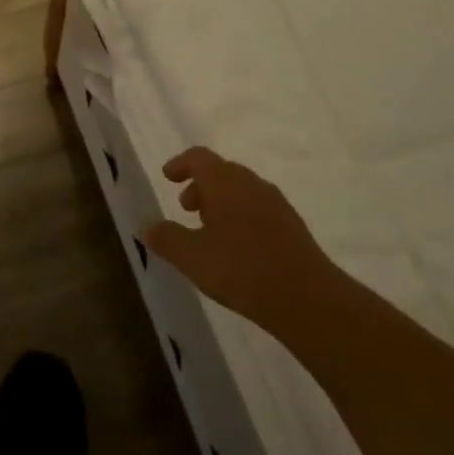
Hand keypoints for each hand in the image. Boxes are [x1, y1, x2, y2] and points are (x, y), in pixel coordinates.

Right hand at [146, 148, 332, 329]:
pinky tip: (236, 247)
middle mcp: (251, 183)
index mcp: (225, 181)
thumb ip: (167, 238)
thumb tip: (147, 226)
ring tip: (208, 230)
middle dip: (200, 185)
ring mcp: (275, 203)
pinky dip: (240, 216)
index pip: (199, 157)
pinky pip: (258, 208)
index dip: (181, 164)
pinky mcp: (291, 225)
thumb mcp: (192, 257)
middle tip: (185, 208)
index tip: (167, 176)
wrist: (306, 297)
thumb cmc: (241, 269)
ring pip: (241, 190)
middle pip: (221, 172)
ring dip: (221, 202)